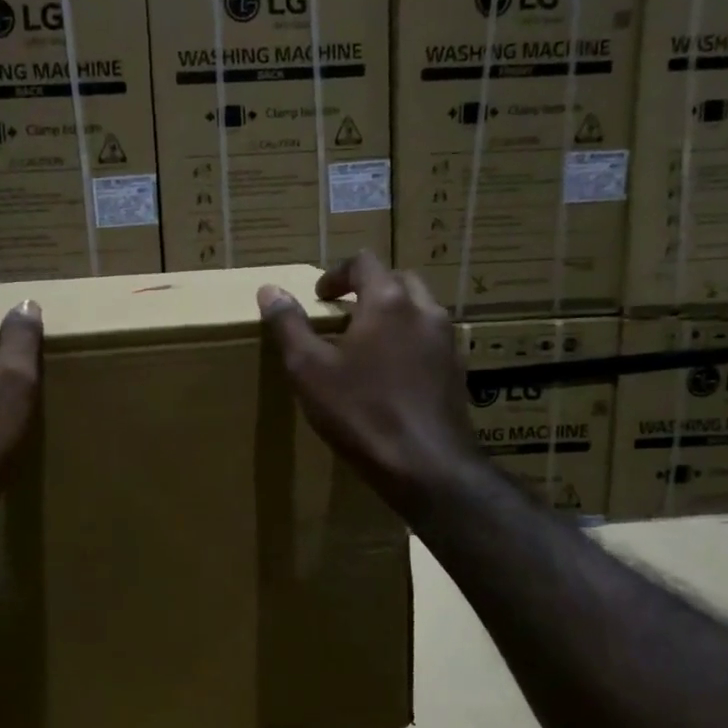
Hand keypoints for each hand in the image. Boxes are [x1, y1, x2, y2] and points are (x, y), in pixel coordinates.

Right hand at [258, 251, 481, 519]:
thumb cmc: (361, 412)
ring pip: (419, 311)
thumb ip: (289, 325)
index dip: (337, 274)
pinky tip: (392, 376)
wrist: (426, 465)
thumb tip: (270, 290)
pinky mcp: (457, 372)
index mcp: (389, 301)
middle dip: (369, 290)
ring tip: (366, 345)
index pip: (364, 262)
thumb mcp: (309, 369)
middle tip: (343, 315)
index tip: (318, 296)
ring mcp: (447, 342)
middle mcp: (425, 311)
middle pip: (398, 281)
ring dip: (392, 316)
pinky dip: (409, 343)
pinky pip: (430, 342)